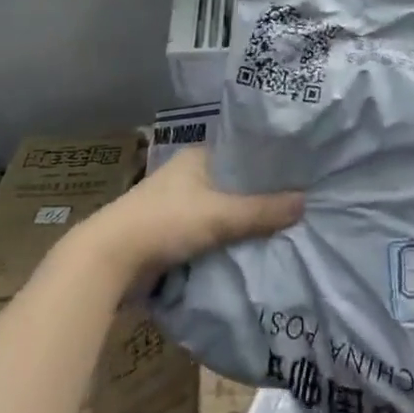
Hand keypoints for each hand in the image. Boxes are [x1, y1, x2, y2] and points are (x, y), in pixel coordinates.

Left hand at [84, 145, 302, 287]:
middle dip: (261, 195)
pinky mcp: (171, 233)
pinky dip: (227, 240)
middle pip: (235, 183)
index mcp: (198, 156)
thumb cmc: (165, 222)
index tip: (300, 172)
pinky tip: (253, 248)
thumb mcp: (220, 214)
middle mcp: (189, 175)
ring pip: (223, 210)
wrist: (107, 261)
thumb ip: (262, 210)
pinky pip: (210, 233)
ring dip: (244, 221)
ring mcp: (178, 204)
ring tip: (284, 227)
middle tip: (300, 203)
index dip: (270, 161)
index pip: (243, 151)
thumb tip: (305, 201)